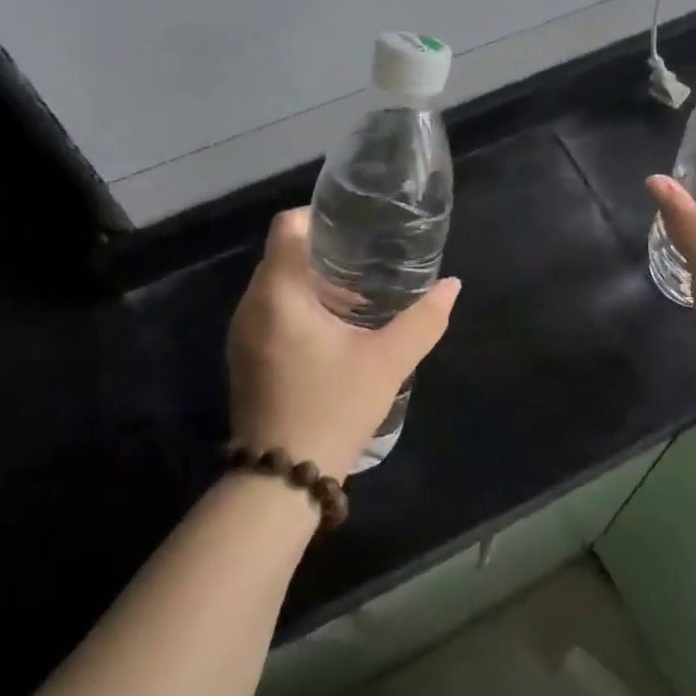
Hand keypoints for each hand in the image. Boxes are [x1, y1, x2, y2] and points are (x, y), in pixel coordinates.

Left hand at [227, 207, 461, 481]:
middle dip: (324, 251)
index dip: (320, 216)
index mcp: (279, 293)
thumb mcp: (388, 362)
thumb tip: (452, 286)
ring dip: (313, 281)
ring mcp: (243, 333)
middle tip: (368, 259)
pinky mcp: (245, 357)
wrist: (282, 479)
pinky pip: (271, 311)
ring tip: (358, 292)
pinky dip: (300, 306)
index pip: (287, 226)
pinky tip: (336, 328)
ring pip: (276, 285)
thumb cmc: (333, 407)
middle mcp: (252, 305)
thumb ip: (423, 320)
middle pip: (283, 254)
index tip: (356, 226)